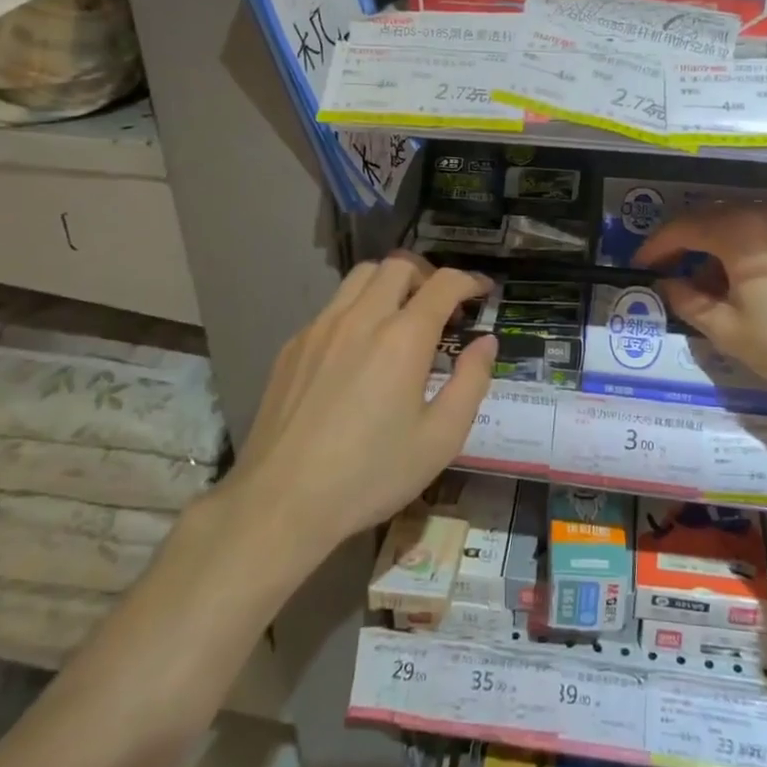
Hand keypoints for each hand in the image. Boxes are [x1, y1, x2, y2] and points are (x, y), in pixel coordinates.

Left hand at [229, 253, 496, 555]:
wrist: (281, 502)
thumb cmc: (371, 474)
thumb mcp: (440, 438)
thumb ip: (471, 381)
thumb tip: (486, 342)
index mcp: (403, 338)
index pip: (443, 284)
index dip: (469, 281)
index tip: (482, 291)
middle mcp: (361, 318)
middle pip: (398, 265)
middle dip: (428, 275)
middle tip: (442, 305)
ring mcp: (320, 328)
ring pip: (360, 277)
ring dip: (390, 284)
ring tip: (401, 317)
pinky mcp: (293, 346)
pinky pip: (332, 307)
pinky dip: (357, 309)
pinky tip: (359, 350)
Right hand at [632, 203, 766, 420]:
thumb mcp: (730, 331)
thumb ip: (689, 302)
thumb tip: (667, 283)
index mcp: (739, 230)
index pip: (683, 227)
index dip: (656, 246)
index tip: (639, 266)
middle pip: (712, 217)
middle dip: (686, 243)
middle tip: (669, 273)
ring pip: (742, 222)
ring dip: (717, 245)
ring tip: (708, 283)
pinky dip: (747, 246)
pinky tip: (747, 279)